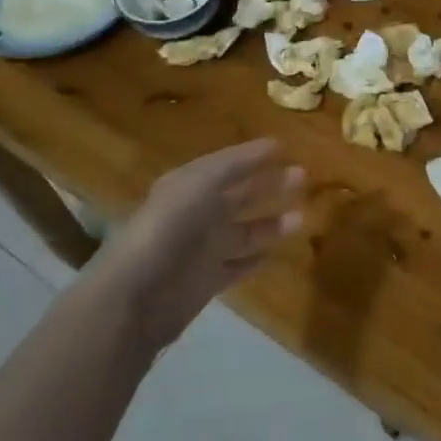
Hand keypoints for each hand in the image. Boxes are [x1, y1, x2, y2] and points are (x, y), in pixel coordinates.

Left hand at [91, 140, 303, 350]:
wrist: (137, 295)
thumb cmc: (169, 228)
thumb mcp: (200, 183)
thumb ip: (236, 164)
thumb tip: (273, 144)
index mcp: (187, 186)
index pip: (226, 165)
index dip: (253, 156)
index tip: (285, 147)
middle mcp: (195, 215)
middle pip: (239, 196)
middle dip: (269, 186)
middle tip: (304, 177)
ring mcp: (201, 250)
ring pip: (244, 231)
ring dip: (272, 223)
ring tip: (301, 217)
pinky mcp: (207, 282)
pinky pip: (238, 265)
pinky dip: (257, 258)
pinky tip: (277, 253)